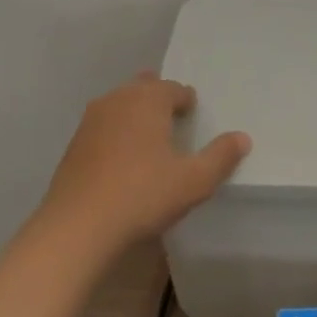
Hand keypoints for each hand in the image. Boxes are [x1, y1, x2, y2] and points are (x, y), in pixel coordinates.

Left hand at [36, 72, 250, 259]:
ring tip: (150, 139)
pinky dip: (117, 134)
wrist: (77, 227)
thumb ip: (221, 156)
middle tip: (174, 121)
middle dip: (159, 100)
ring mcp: (90, 121)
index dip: (187, 102)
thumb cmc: (142, 195)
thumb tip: (242, 138)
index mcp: (147, 100)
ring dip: (136, 115)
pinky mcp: (73, 145)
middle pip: (143, 88)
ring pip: (120, 105)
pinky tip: (123, 161)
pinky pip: (103, 127)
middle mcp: (117, 100)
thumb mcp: (194, 180)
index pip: (174, 88)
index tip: (194, 118)